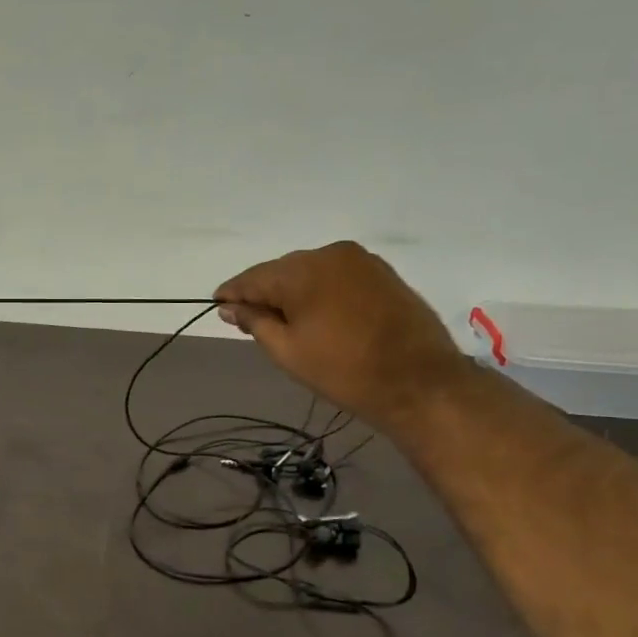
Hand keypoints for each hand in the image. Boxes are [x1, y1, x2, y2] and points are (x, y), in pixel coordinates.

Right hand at [214, 242, 464, 425]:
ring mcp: (360, 260)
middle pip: (281, 271)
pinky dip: (319, 291)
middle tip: (249, 321)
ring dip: (292, 292)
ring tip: (283, 321)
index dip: (232, 293)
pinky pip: (335, 276)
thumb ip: (255, 322)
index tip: (217, 306)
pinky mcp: (381, 273)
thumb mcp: (287, 351)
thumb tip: (229, 306)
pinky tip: (315, 314)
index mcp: (302, 271)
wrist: (420, 382)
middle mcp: (329, 253)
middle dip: (263, 293)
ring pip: (310, 272)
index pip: (253, 278)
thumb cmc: (344, 371)